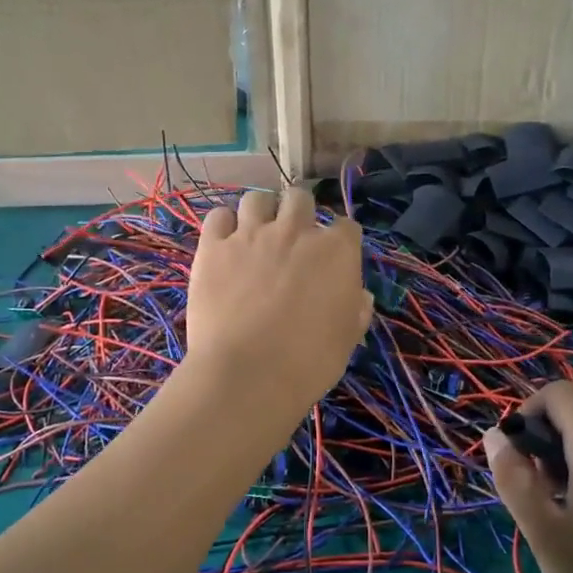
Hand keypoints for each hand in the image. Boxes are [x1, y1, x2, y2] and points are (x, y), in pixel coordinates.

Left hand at [185, 185, 372, 417]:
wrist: (248, 374)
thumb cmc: (309, 362)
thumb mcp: (347, 339)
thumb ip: (355, 309)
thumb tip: (358, 295)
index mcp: (337, 251)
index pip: (346, 227)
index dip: (340, 241)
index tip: (333, 259)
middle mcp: (296, 231)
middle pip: (300, 198)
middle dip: (299, 214)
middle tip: (291, 241)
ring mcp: (251, 235)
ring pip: (256, 199)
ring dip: (260, 213)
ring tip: (255, 235)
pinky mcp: (213, 247)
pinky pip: (217, 216)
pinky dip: (223, 225)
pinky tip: (224, 243)